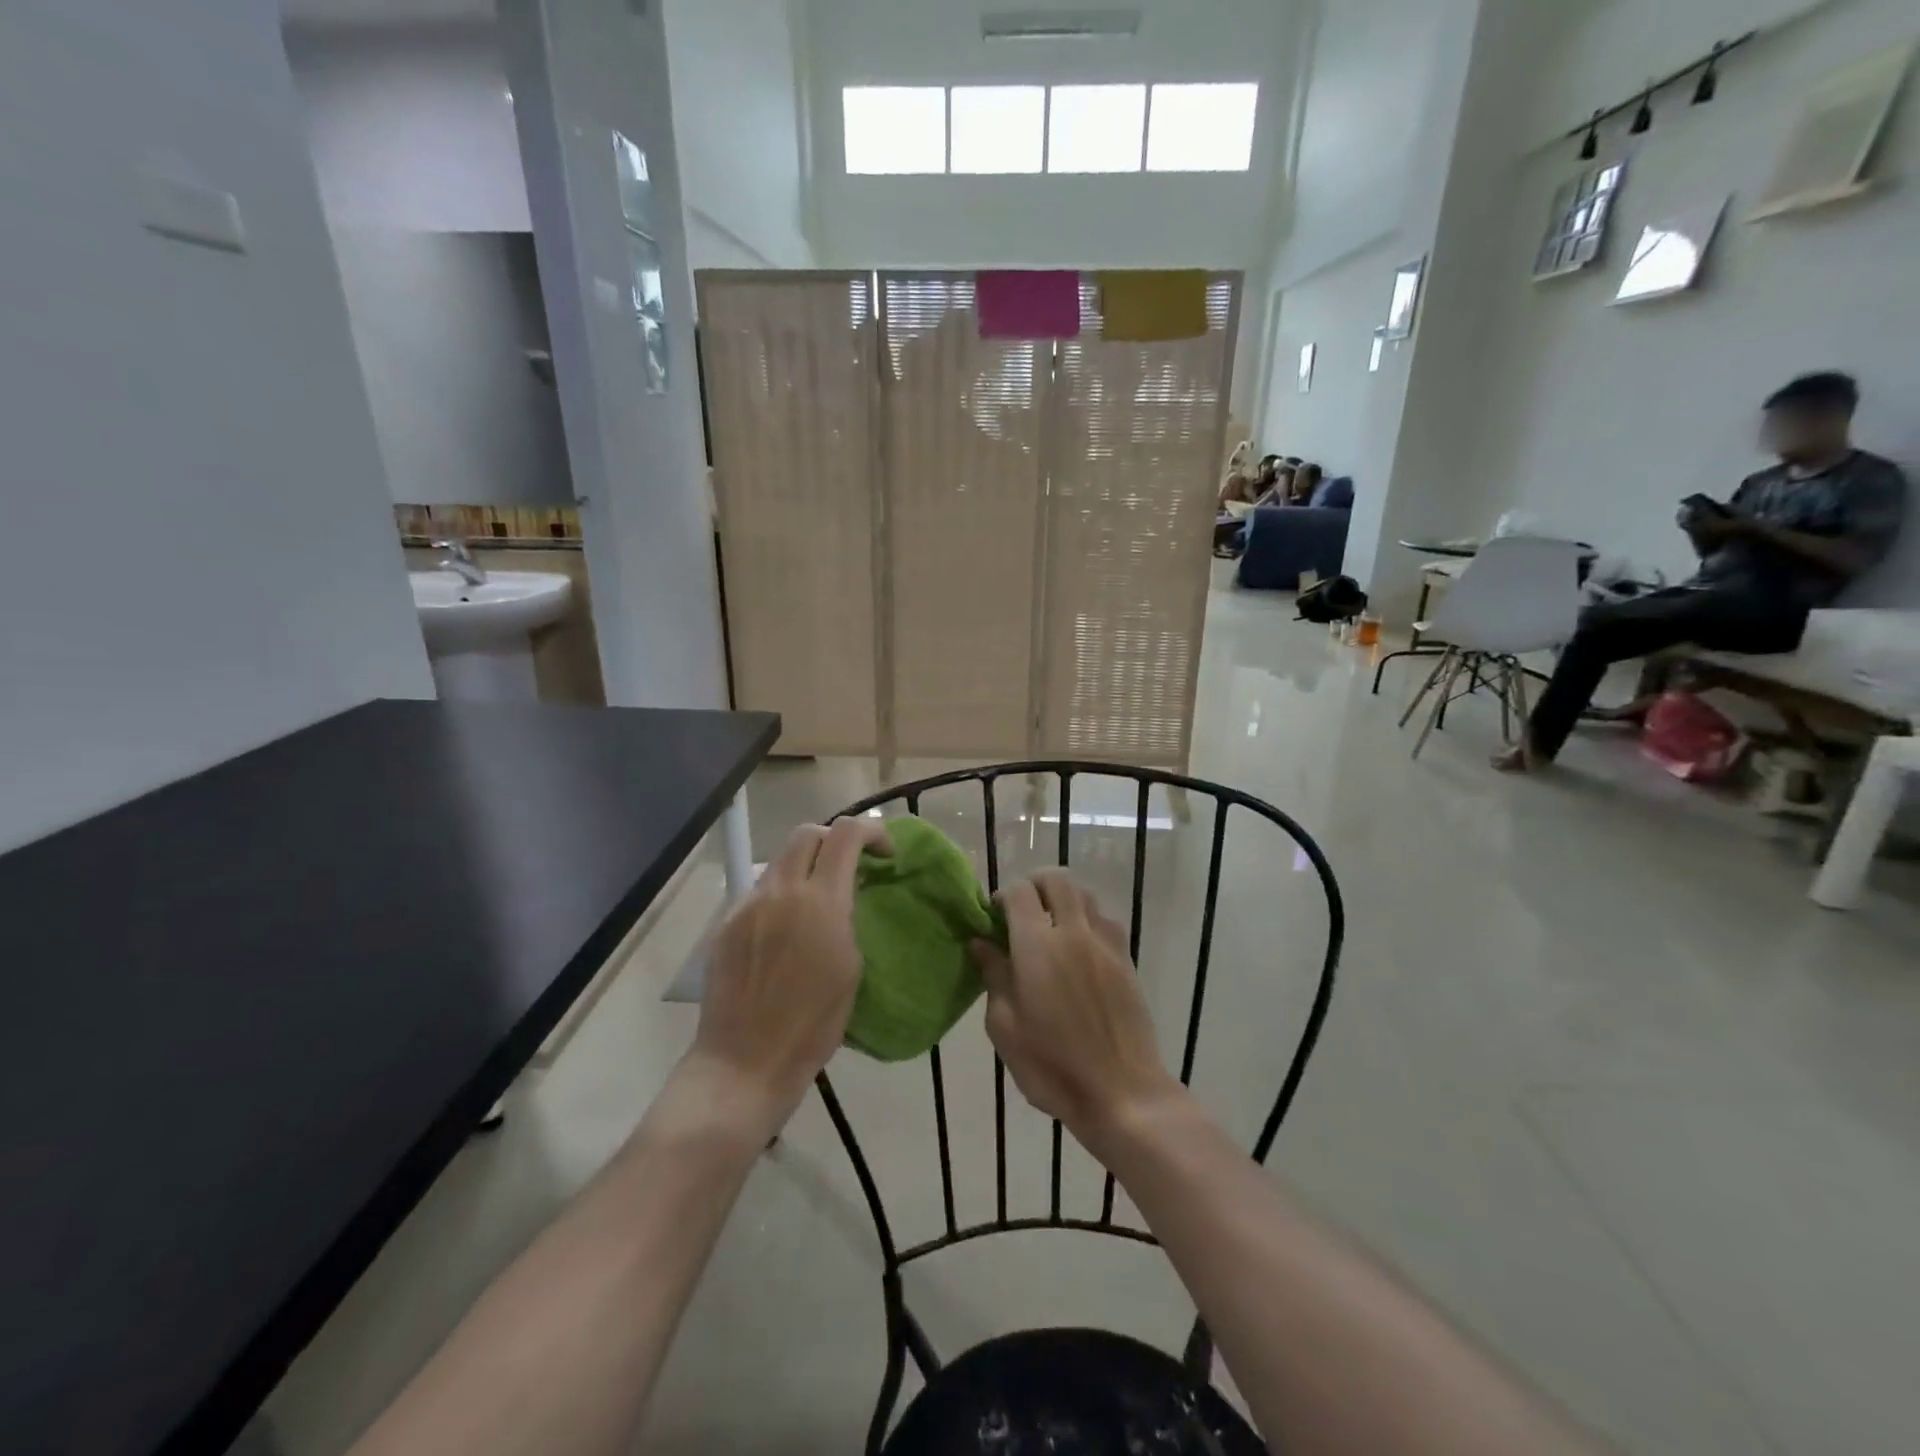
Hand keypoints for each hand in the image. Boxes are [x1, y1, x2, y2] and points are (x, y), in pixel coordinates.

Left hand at [692, 817, 888, 1134]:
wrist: (744, 1061)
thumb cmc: (812, 1025)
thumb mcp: (851, 968)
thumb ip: (847, 918)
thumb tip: (843, 897)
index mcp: (820, 901)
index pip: (845, 833)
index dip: (872, 831)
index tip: (885, 853)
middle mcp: (781, 891)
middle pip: (807, 833)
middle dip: (835, 839)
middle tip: (850, 866)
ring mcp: (748, 905)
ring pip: (780, 862)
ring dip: (805, 868)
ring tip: (817, 901)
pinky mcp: (726, 924)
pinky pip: (759, 892)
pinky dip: (781, 896)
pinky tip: (784, 931)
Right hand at [971, 871, 1179, 1143]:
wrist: (1122, 1092)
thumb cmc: (1052, 1065)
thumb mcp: (1005, 1027)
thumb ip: (993, 976)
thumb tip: (982, 943)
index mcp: (1038, 946)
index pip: (1019, 891)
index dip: (1002, 896)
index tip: (992, 919)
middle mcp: (1074, 932)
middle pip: (1056, 879)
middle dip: (1034, 885)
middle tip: (1020, 913)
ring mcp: (1105, 944)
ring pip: (1084, 894)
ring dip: (1063, 900)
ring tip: (1050, 929)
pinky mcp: (1126, 960)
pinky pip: (1105, 920)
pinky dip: (1087, 920)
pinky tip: (1079, 950)